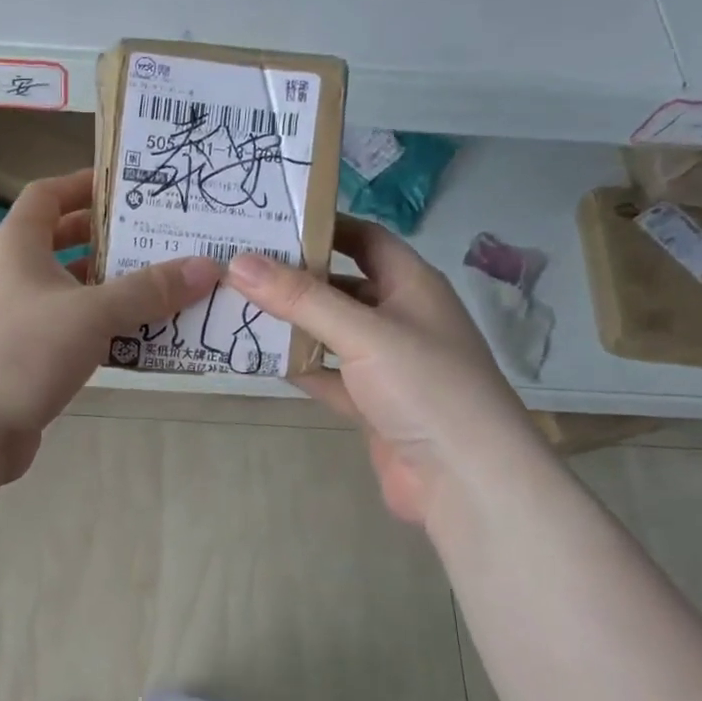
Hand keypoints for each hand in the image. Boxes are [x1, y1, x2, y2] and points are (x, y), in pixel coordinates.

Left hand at [0, 171, 218, 476]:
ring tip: (165, 290)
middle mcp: (12, 277)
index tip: (129, 188)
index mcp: (17, 247)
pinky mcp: (23, 361)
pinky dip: (101, 332)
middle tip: (160, 241)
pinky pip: (70, 334)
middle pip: (63, 244)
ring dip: (112, 292)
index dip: (84, 185)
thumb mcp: (92, 314)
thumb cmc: (23, 352)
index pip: (47, 195)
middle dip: (109, 242)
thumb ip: (149, 290)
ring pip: (71, 294)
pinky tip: (139, 342)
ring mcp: (15, 321)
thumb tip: (207, 266)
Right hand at [225, 217, 546, 524]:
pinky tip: (259, 360)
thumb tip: (239, 262)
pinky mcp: (372, 404)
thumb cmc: (425, 387)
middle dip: (295, 277)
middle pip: (342, 285)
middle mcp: (400, 318)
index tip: (268, 220)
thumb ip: (301, 298)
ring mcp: (387, 364)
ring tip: (235, 306)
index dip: (322, 226)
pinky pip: (328, 375)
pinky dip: (299, 367)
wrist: (465, 480)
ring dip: (292, 324)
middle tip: (238, 265)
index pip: (365, 239)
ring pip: (330, 333)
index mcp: (413, 285)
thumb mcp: (363, 333)